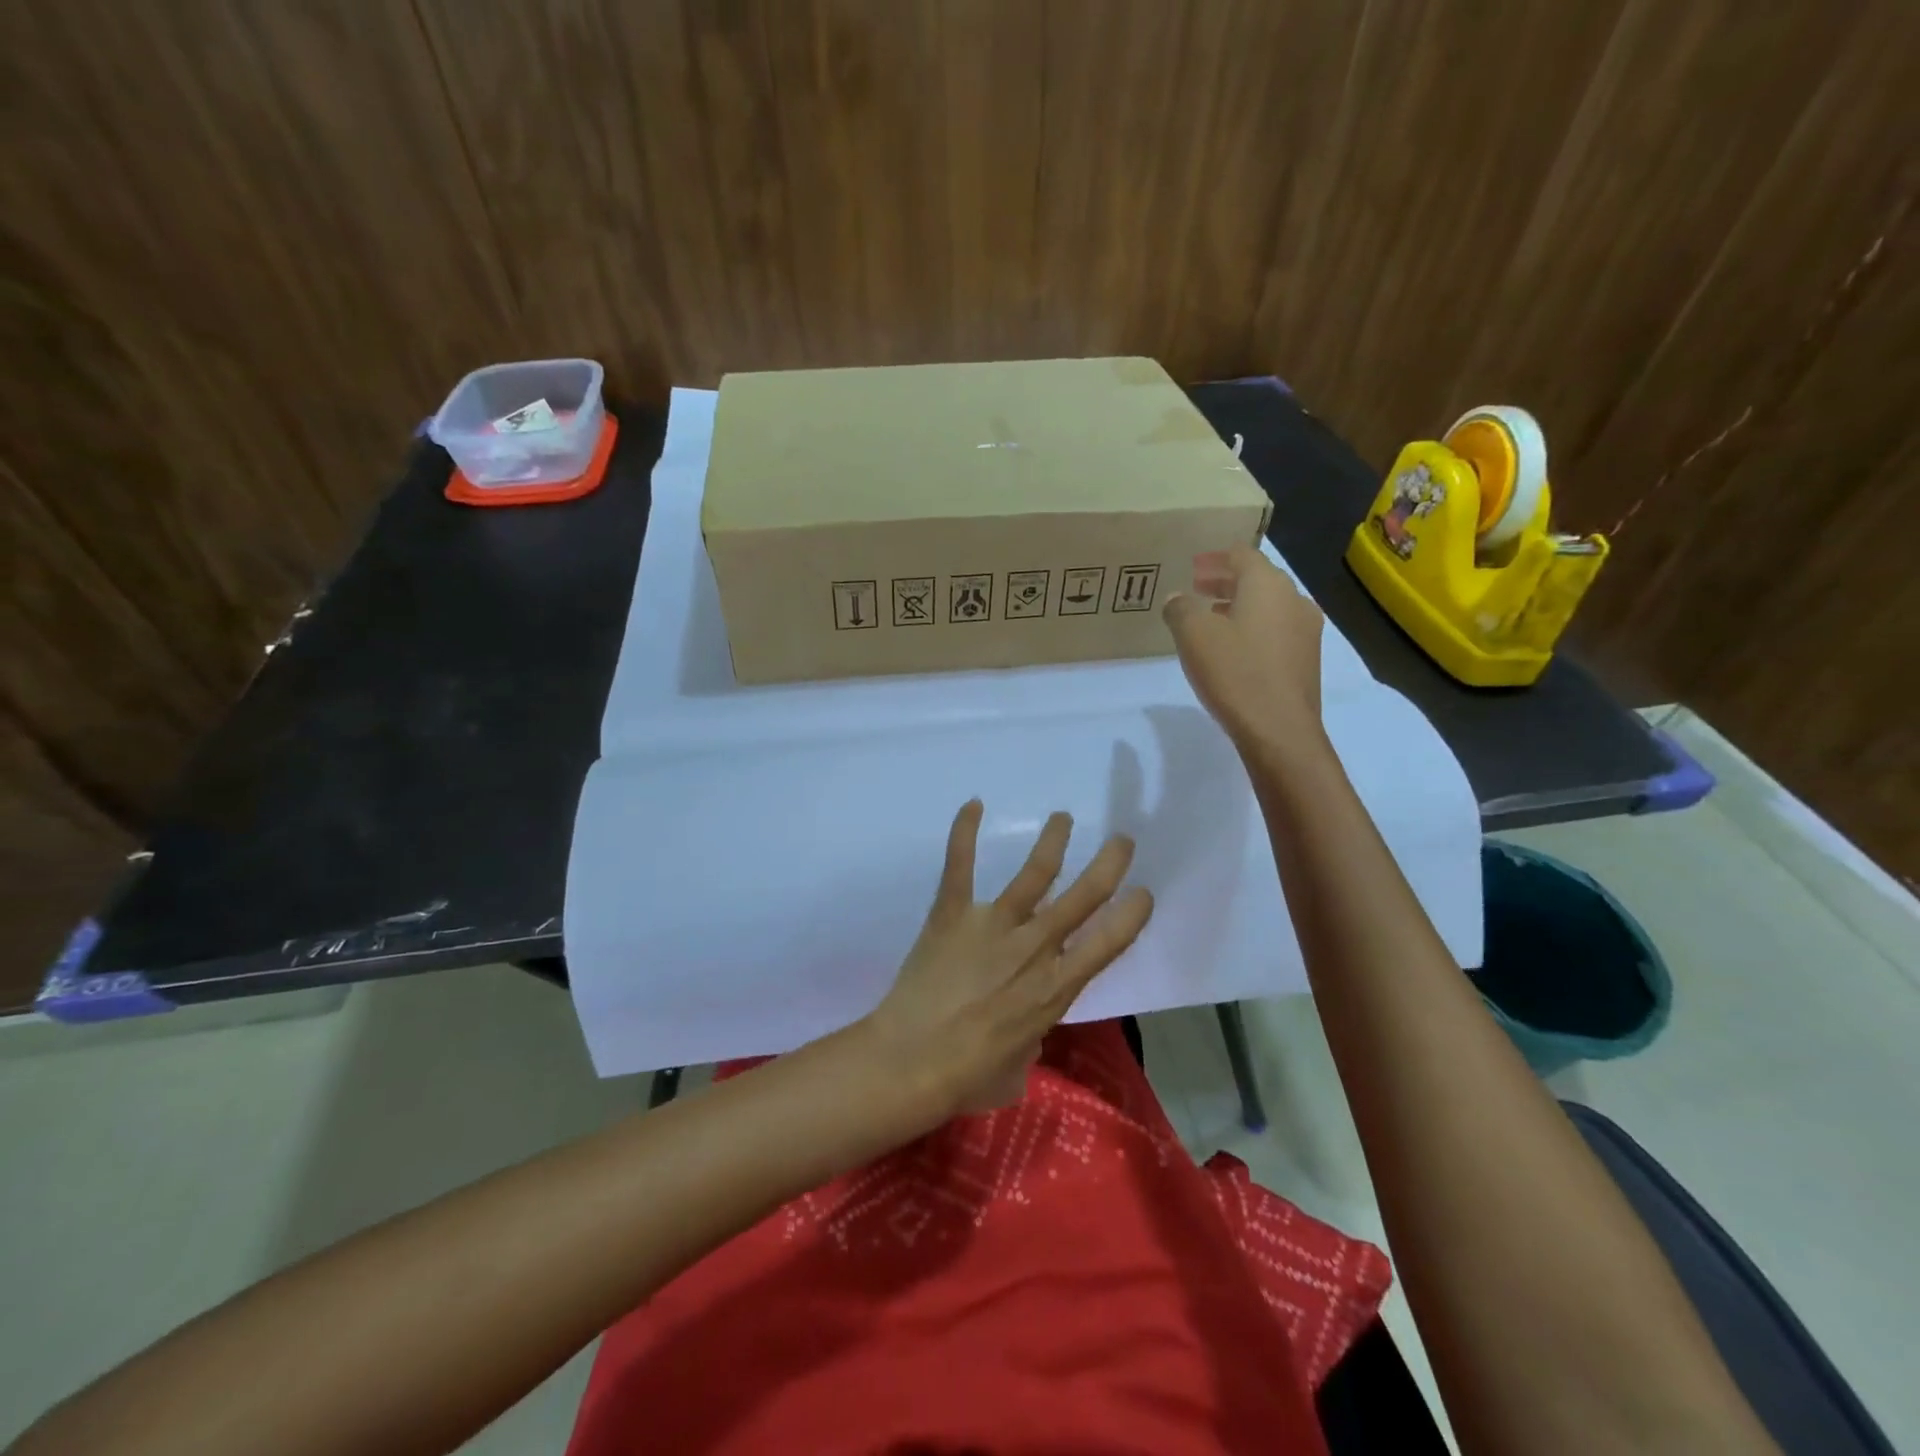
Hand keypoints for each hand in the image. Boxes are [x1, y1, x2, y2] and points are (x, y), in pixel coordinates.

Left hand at [862, 801, 1153, 1121]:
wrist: (911, 1061)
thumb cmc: (968, 1076)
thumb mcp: (1018, 1068)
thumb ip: (1030, 1039)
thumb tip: (1023, 1030)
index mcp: (1055, 988)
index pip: (1107, 942)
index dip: (1131, 915)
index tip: (1144, 893)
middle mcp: (1034, 947)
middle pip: (1082, 897)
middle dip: (1109, 865)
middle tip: (1122, 842)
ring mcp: (992, 925)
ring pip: (1034, 873)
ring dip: (1053, 841)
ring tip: (1063, 817)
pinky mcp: (951, 913)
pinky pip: (959, 865)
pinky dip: (963, 832)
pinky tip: (973, 804)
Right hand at [1164, 546, 1326, 753]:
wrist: (1279, 729)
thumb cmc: (1235, 673)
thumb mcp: (1193, 636)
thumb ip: (1180, 609)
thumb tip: (1177, 598)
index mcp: (1267, 585)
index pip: (1242, 555)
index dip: (1215, 558)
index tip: (1194, 567)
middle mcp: (1293, 599)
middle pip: (1257, 579)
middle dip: (1226, 582)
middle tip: (1197, 589)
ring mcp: (1306, 630)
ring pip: (1268, 606)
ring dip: (1240, 606)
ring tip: (1212, 619)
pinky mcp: (1306, 659)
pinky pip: (1276, 630)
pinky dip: (1253, 628)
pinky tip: (1234, 648)